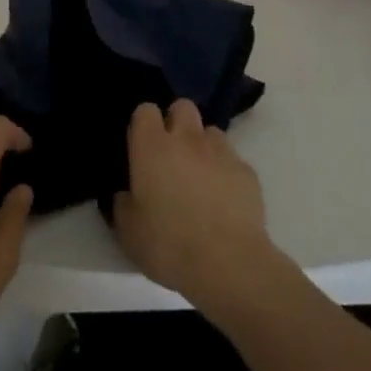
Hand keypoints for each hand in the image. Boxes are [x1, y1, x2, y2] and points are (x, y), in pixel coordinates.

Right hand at [111, 99, 285, 320]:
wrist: (228, 264)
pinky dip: (226, 171)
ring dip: (203, 146)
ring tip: (200, 175)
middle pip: (182, 106)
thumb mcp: (128, 231)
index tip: (141, 146)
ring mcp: (220, 152)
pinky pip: (232, 159)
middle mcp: (186, 139)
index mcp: (151, 147)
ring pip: (210, 131)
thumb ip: (123, 204)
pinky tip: (224, 198)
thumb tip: (126, 194)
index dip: (143, 124)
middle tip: (171, 154)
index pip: (145, 110)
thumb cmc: (168, 244)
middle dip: (176, 122)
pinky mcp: (247, 172)